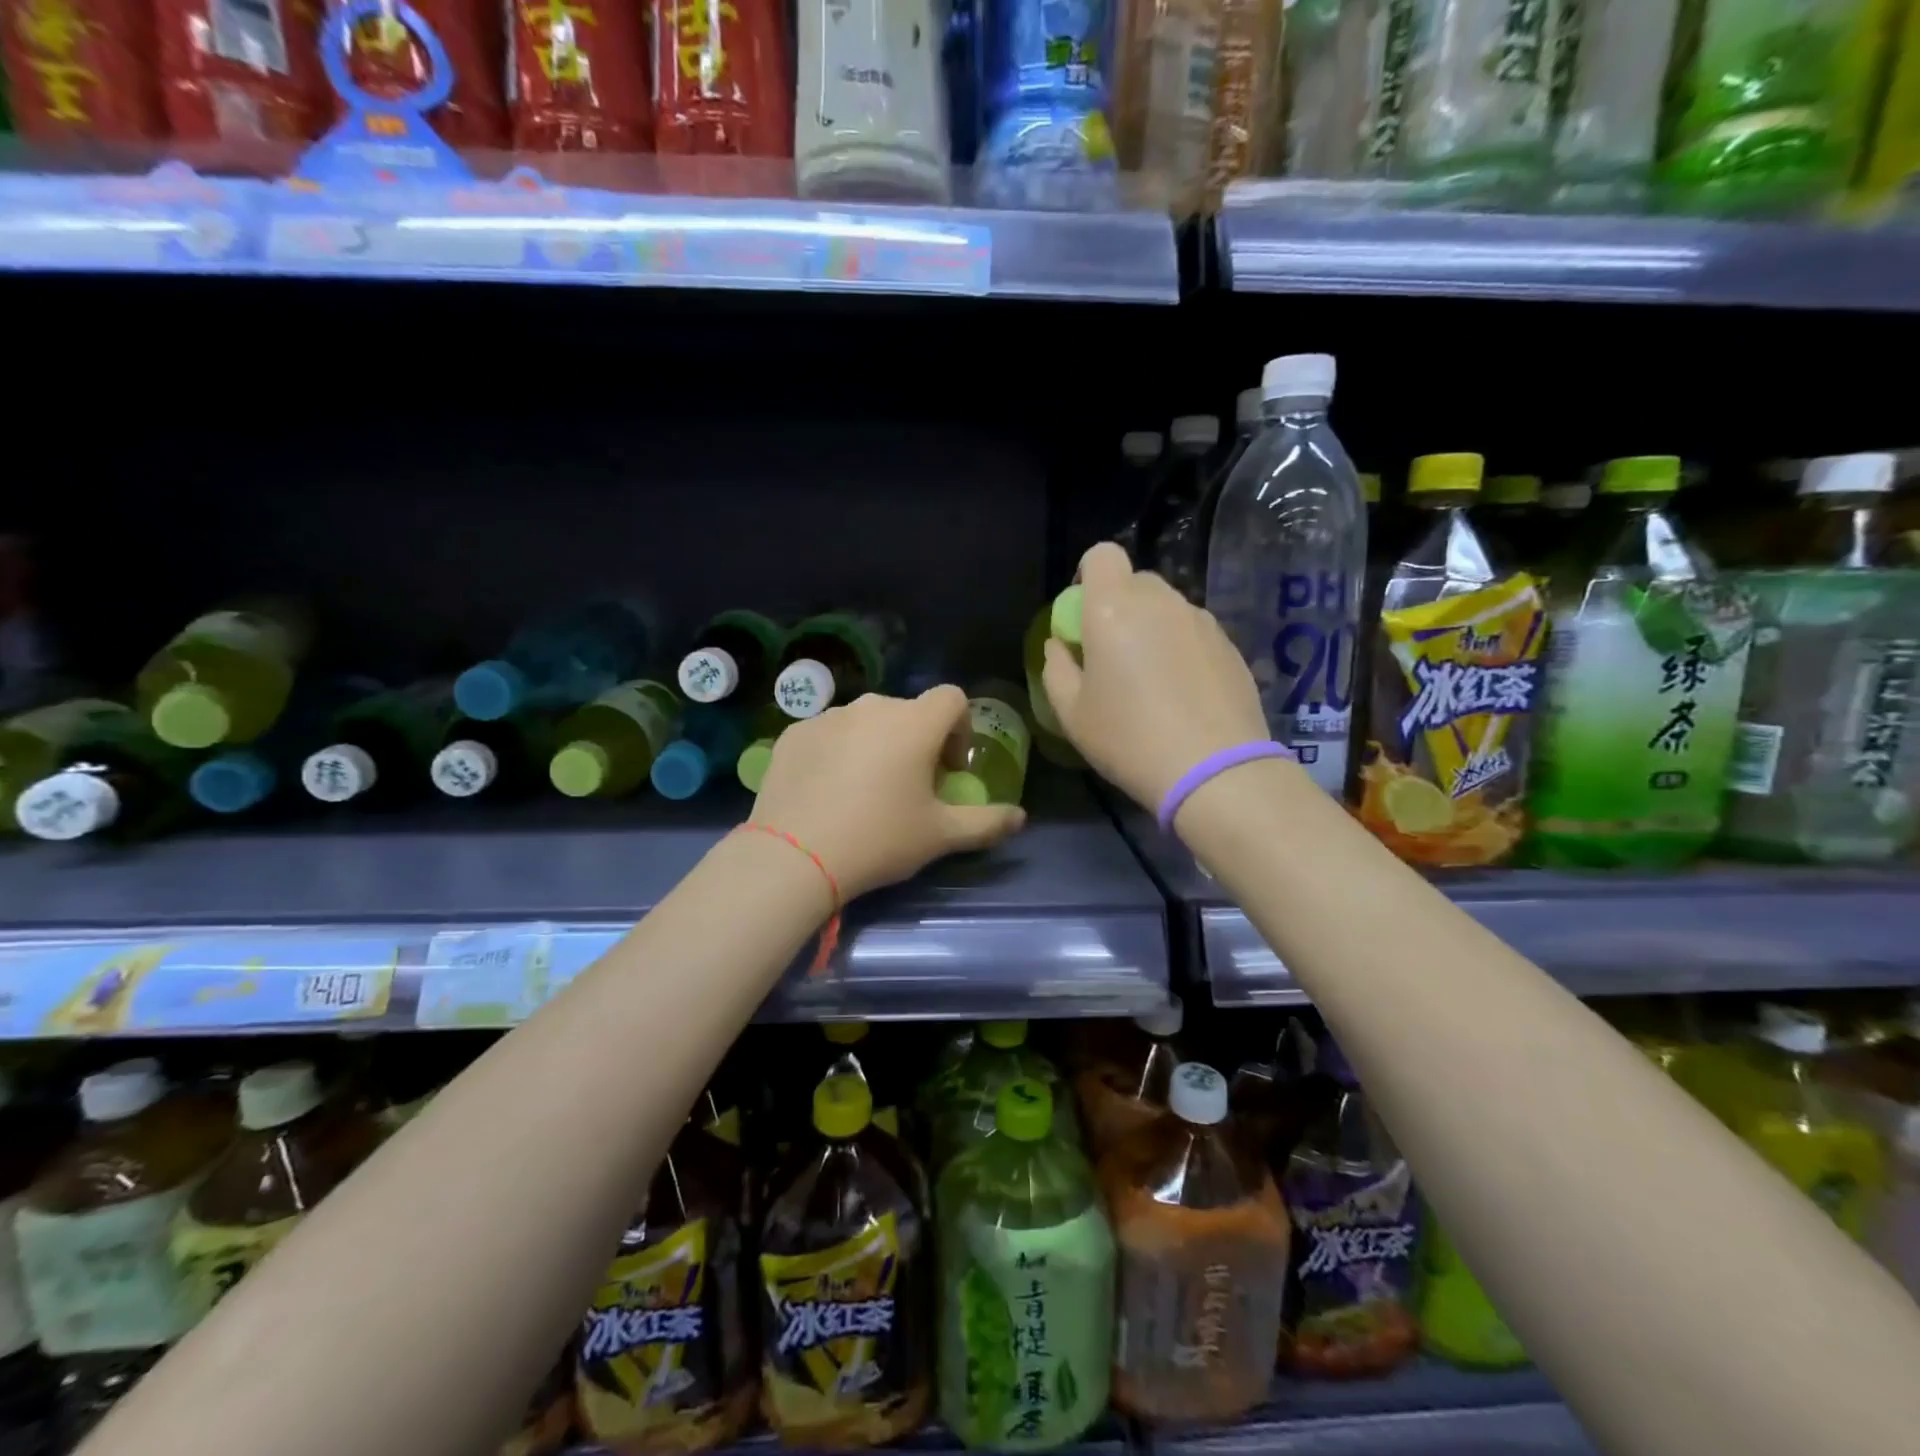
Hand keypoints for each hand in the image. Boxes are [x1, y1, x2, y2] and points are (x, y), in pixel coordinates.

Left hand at [751, 686, 1026, 900]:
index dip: (960, 728)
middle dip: (917, 740)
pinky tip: (827, 792)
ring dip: (876, 744)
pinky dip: (837, 752)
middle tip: (909, 786)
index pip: (952, 698)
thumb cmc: (879, 839)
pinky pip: (828, 733)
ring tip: (865, 790)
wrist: (794, 856)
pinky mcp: (793, 733)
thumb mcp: (940, 836)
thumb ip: (987, 822)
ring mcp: (828, 716)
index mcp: (914, 723)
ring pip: (865, 721)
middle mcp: (872, 707)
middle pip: (907, 711)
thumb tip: (1020, 817)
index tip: (950, 768)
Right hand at [1042, 542, 1269, 812]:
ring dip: (1152, 628)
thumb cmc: (1129, 739)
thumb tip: (1061, 645)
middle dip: (1118, 606)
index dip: (1088, 576)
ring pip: (1167, 608)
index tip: (1082, 616)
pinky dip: (1181, 648)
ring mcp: (1201, 621)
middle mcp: (1161, 602)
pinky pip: (1193, 632)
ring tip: (1151, 680)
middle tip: (1112, 655)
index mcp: (1113, 608)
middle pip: (1135, 582)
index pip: (1102, 555)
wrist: (1215, 770)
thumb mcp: (1071, 713)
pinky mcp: (1230, 645)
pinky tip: (1182, 694)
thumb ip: (1056, 668)